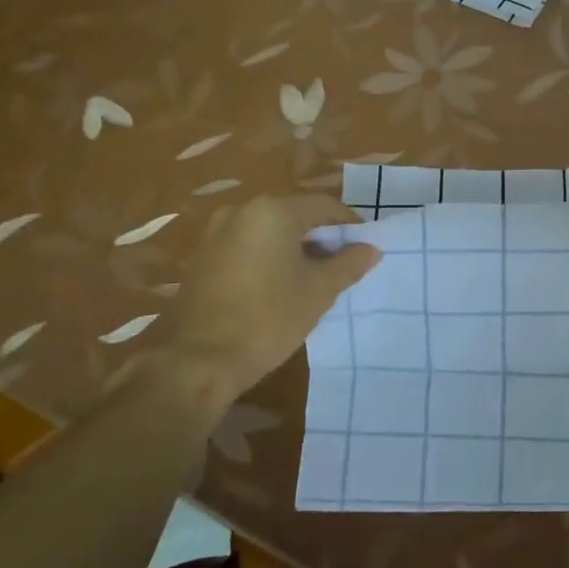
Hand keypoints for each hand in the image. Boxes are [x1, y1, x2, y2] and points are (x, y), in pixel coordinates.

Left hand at [166, 195, 379, 386]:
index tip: (366, 247)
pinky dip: (271, 257)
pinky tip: (283, 285)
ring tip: (317, 277)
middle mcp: (242, 211)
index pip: (324, 206)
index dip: (350, 225)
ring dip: (297, 247)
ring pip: (271, 231)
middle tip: (345, 264)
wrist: (197, 361)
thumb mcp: (319, 291)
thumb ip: (349, 264)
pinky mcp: (204, 257)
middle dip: (323, 236)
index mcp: (273, 211)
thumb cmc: (268, 319)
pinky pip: (249, 246)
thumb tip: (372, 249)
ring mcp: (217, 233)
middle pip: (296, 214)